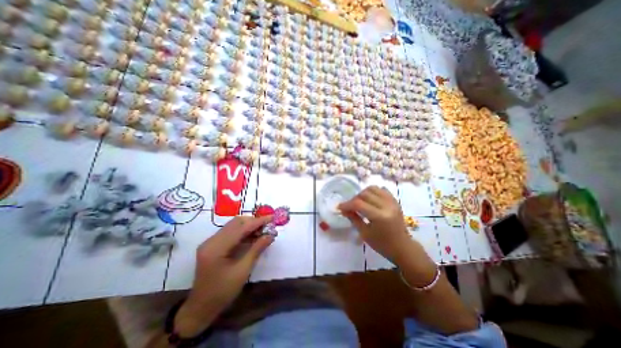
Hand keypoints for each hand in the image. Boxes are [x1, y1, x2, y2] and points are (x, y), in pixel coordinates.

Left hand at [173, 217, 271, 334]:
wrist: (200, 308)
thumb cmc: (222, 292)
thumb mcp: (243, 271)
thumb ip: (257, 249)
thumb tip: (271, 235)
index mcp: (216, 248)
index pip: (241, 228)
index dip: (258, 222)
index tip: (272, 218)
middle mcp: (211, 240)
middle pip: (236, 222)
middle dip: (253, 222)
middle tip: (268, 226)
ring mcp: (210, 242)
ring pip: (233, 225)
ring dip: (249, 225)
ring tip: (262, 230)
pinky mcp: (212, 244)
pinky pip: (230, 231)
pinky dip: (243, 231)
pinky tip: (252, 236)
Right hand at [338, 188, 413, 263]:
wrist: (402, 247)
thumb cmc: (382, 244)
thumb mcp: (365, 233)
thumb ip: (353, 218)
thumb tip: (343, 209)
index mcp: (379, 217)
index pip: (359, 204)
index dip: (347, 204)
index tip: (339, 207)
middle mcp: (387, 206)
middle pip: (365, 194)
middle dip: (354, 199)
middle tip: (349, 206)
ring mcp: (392, 202)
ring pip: (373, 188)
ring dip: (363, 193)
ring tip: (359, 202)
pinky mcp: (395, 201)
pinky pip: (382, 190)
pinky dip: (373, 192)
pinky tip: (370, 199)